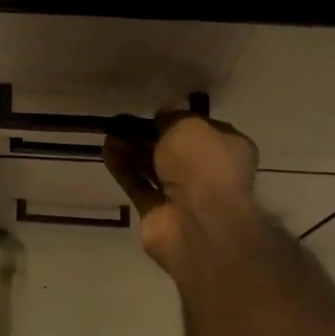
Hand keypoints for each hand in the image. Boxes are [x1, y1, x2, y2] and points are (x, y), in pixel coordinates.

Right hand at [102, 112, 258, 275]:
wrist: (198, 222)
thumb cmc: (203, 165)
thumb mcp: (189, 126)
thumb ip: (173, 117)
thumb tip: (164, 114)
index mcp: (227, 149)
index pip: (202, 130)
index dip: (178, 120)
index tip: (154, 112)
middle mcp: (207, 173)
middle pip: (173, 150)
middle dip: (148, 135)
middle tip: (122, 121)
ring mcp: (182, 196)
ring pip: (153, 167)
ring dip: (132, 150)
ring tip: (108, 132)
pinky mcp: (157, 213)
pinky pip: (138, 186)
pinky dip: (123, 169)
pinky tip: (106, 151)